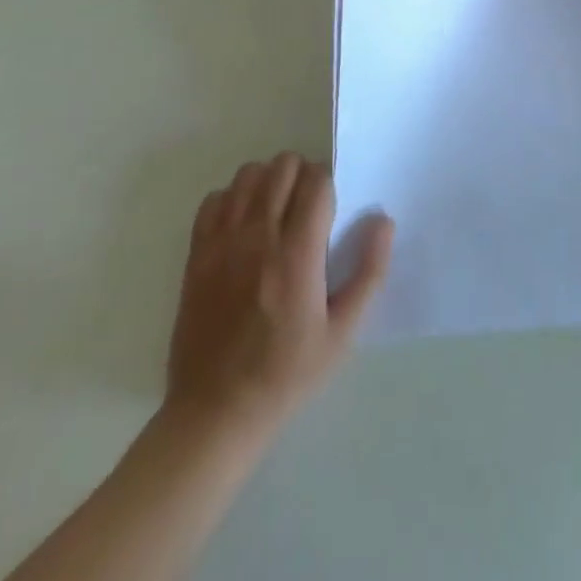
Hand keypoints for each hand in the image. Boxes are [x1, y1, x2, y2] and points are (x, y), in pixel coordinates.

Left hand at [163, 153, 393, 437]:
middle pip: (283, 167)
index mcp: (297, 254)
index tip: (331, 208)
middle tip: (307, 208)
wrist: (215, 413)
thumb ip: (368, 273)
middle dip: (302, 176)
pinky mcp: (196, 254)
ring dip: (268, 182)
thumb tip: (383, 221)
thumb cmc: (286, 374)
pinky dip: (232, 199)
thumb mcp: (342, 333)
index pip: (316, 182)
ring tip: (276, 211)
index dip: (329, 184)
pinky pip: (214, 198)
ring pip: (248, 174)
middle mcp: (258, 237)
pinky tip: (243, 225)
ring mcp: (222, 243)